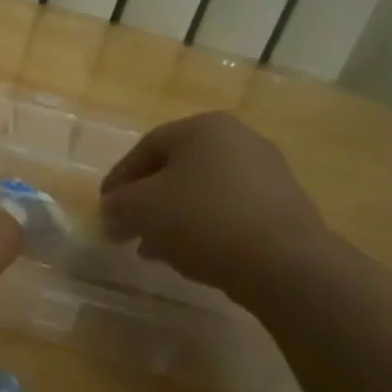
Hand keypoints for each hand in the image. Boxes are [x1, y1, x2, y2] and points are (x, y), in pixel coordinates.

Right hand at [99, 112, 328, 297]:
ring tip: (156, 251)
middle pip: (176, 169)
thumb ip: (118, 205)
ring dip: (174, 218)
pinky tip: (194, 256)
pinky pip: (231, 211)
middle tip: (128, 230)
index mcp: (203, 127)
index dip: (119, 179)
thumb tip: (112, 211)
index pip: (146, 148)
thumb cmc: (204, 220)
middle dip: (147, 201)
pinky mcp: (286, 206)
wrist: (286, 264)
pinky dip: (206, 228)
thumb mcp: (142, 209)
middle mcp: (239, 139)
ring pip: (203, 192)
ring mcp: (268, 172)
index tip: (104, 209)